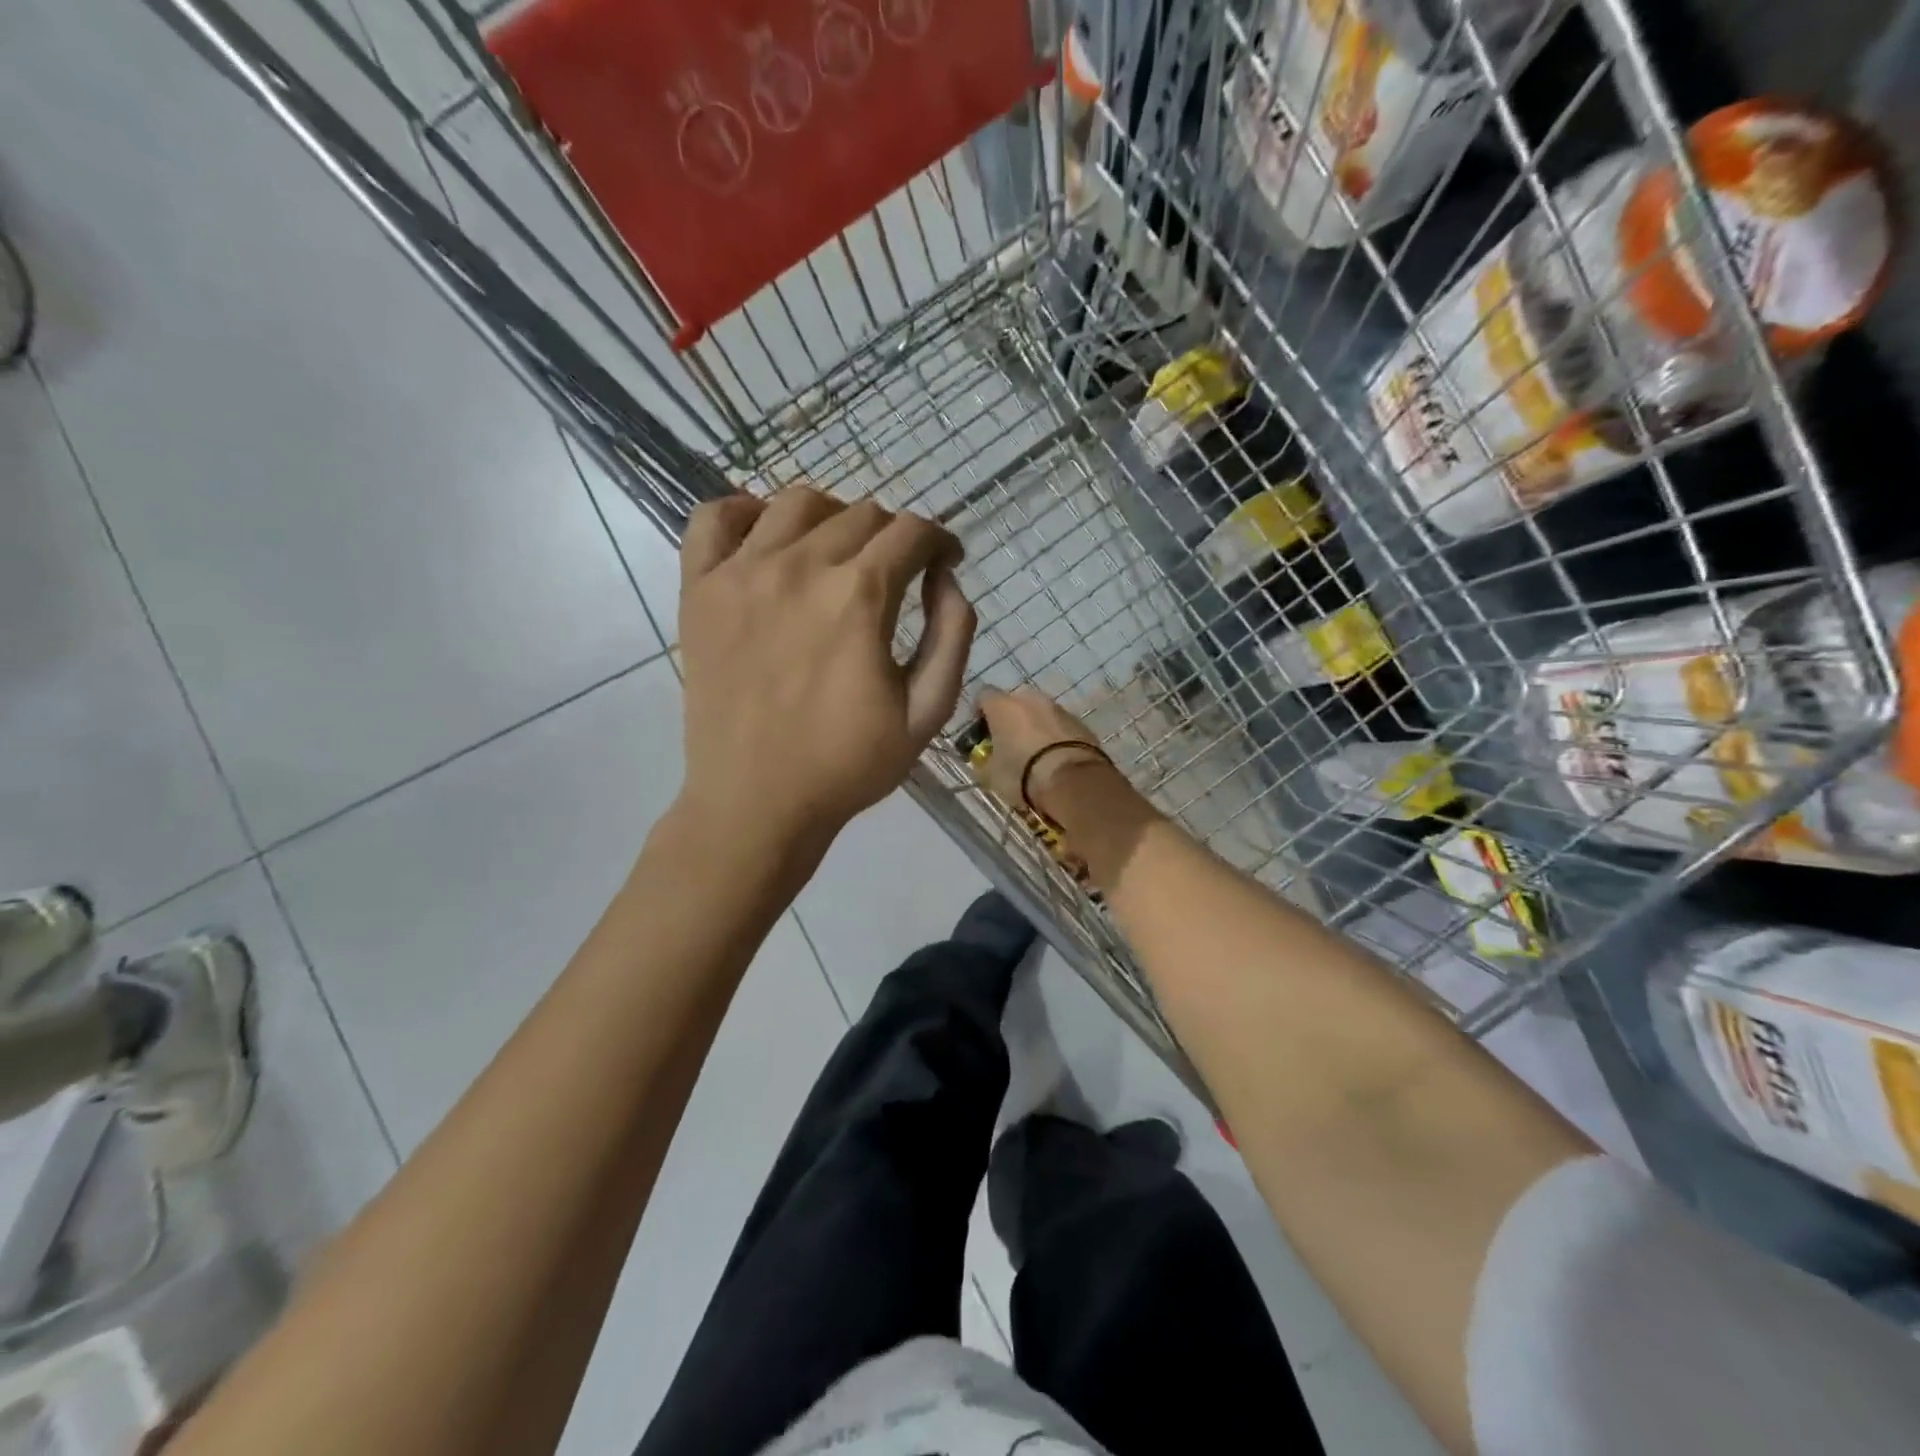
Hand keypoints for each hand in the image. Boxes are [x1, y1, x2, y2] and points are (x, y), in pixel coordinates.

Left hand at [677, 487, 976, 857]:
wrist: (756, 803)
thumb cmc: (848, 765)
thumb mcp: (927, 712)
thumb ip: (952, 634)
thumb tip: (946, 578)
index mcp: (859, 597)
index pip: (911, 532)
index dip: (939, 541)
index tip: (944, 562)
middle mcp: (799, 566)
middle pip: (860, 514)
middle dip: (894, 536)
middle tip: (897, 572)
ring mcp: (741, 572)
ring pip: (796, 503)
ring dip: (832, 517)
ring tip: (838, 552)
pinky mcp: (699, 590)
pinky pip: (713, 518)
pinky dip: (743, 512)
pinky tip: (764, 536)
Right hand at [976, 687, 1114, 820]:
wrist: (1073, 782)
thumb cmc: (1022, 774)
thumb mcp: (991, 775)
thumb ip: (986, 759)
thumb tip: (988, 757)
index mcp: (1003, 706)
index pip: (983, 695)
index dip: (980, 713)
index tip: (981, 733)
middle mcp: (1031, 699)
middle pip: (1015, 702)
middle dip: (1011, 719)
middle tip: (1009, 744)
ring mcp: (1060, 708)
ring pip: (1041, 713)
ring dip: (1035, 727)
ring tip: (1035, 755)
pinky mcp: (1082, 724)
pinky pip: (1061, 726)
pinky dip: (1056, 737)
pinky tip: (1056, 759)